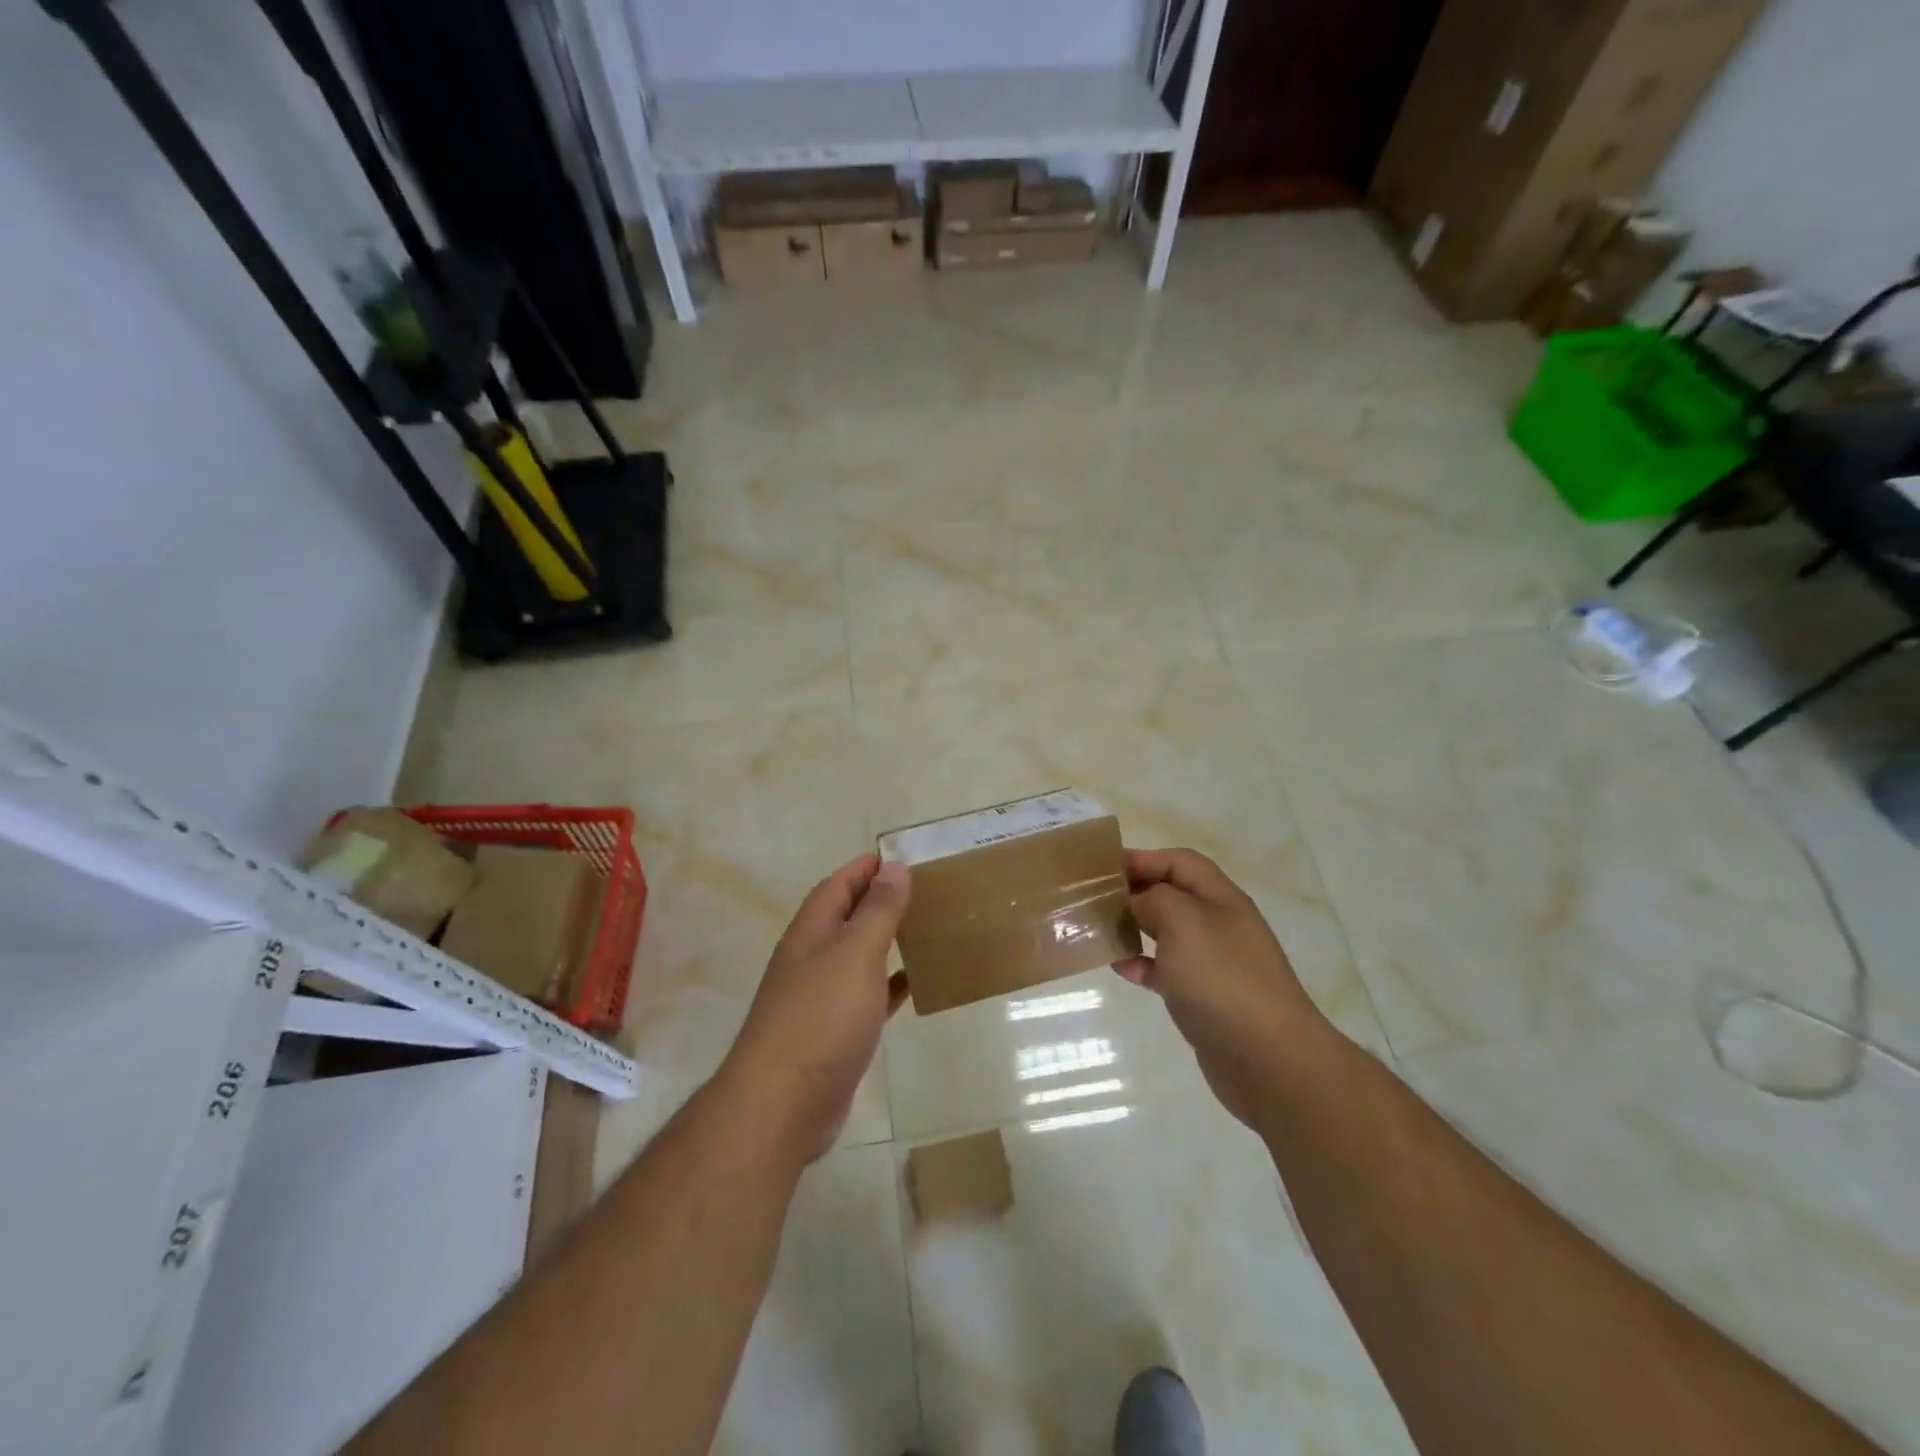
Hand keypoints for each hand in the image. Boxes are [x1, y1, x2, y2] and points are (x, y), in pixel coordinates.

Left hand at [718, 854, 910, 1161]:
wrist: (783, 1105)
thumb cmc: (821, 1017)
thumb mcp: (855, 953)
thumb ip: (877, 910)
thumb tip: (894, 867)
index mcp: (812, 931)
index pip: (838, 885)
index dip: (865, 867)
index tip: (900, 856)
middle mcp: (812, 958)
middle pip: (847, 917)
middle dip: (880, 900)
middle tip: (925, 890)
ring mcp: (821, 997)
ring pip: (859, 955)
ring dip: (887, 940)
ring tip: (926, 928)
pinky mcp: (835, 1033)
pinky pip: (868, 995)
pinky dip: (890, 984)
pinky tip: (915, 984)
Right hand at [1116, 847, 1329, 1127]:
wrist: (1266, 1057)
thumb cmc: (1221, 976)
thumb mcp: (1182, 920)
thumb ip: (1154, 899)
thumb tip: (1139, 903)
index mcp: (1220, 898)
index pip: (1180, 862)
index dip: (1144, 858)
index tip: (1105, 869)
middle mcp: (1219, 925)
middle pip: (1173, 895)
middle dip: (1136, 892)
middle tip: (1095, 899)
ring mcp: (1214, 963)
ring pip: (1167, 934)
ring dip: (1135, 928)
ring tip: (1101, 931)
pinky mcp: (1204, 998)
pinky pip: (1166, 971)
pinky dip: (1142, 965)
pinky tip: (1120, 968)